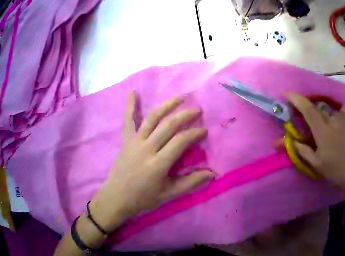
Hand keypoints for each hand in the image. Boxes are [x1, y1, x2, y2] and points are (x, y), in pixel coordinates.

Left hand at [89, 92, 213, 231]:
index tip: (204, 130)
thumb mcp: (169, 195)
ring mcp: (135, 141)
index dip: (194, 133)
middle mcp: (147, 148)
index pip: (180, 141)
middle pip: (168, 125)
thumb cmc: (143, 198)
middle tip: (198, 110)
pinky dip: (130, 105)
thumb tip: (212, 173)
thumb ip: (190, 183)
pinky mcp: (126, 140)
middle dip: (185, 115)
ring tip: (180, 97)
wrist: (117, 197)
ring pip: (152, 118)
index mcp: (158, 164)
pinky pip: (128, 120)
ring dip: (167, 105)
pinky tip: (132, 92)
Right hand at [287, 94, 344, 204]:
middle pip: (318, 107)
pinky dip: (337, 114)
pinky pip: (342, 111)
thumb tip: (288, 141)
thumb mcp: (317, 164)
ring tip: (326, 126)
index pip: (308, 109)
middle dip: (309, 110)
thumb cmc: (338, 171)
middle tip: (308, 121)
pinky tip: (339, 124)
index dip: (296, 99)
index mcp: (323, 131)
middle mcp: (335, 119)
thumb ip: (302, 150)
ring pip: (330, 110)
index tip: (287, 93)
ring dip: (324, 115)